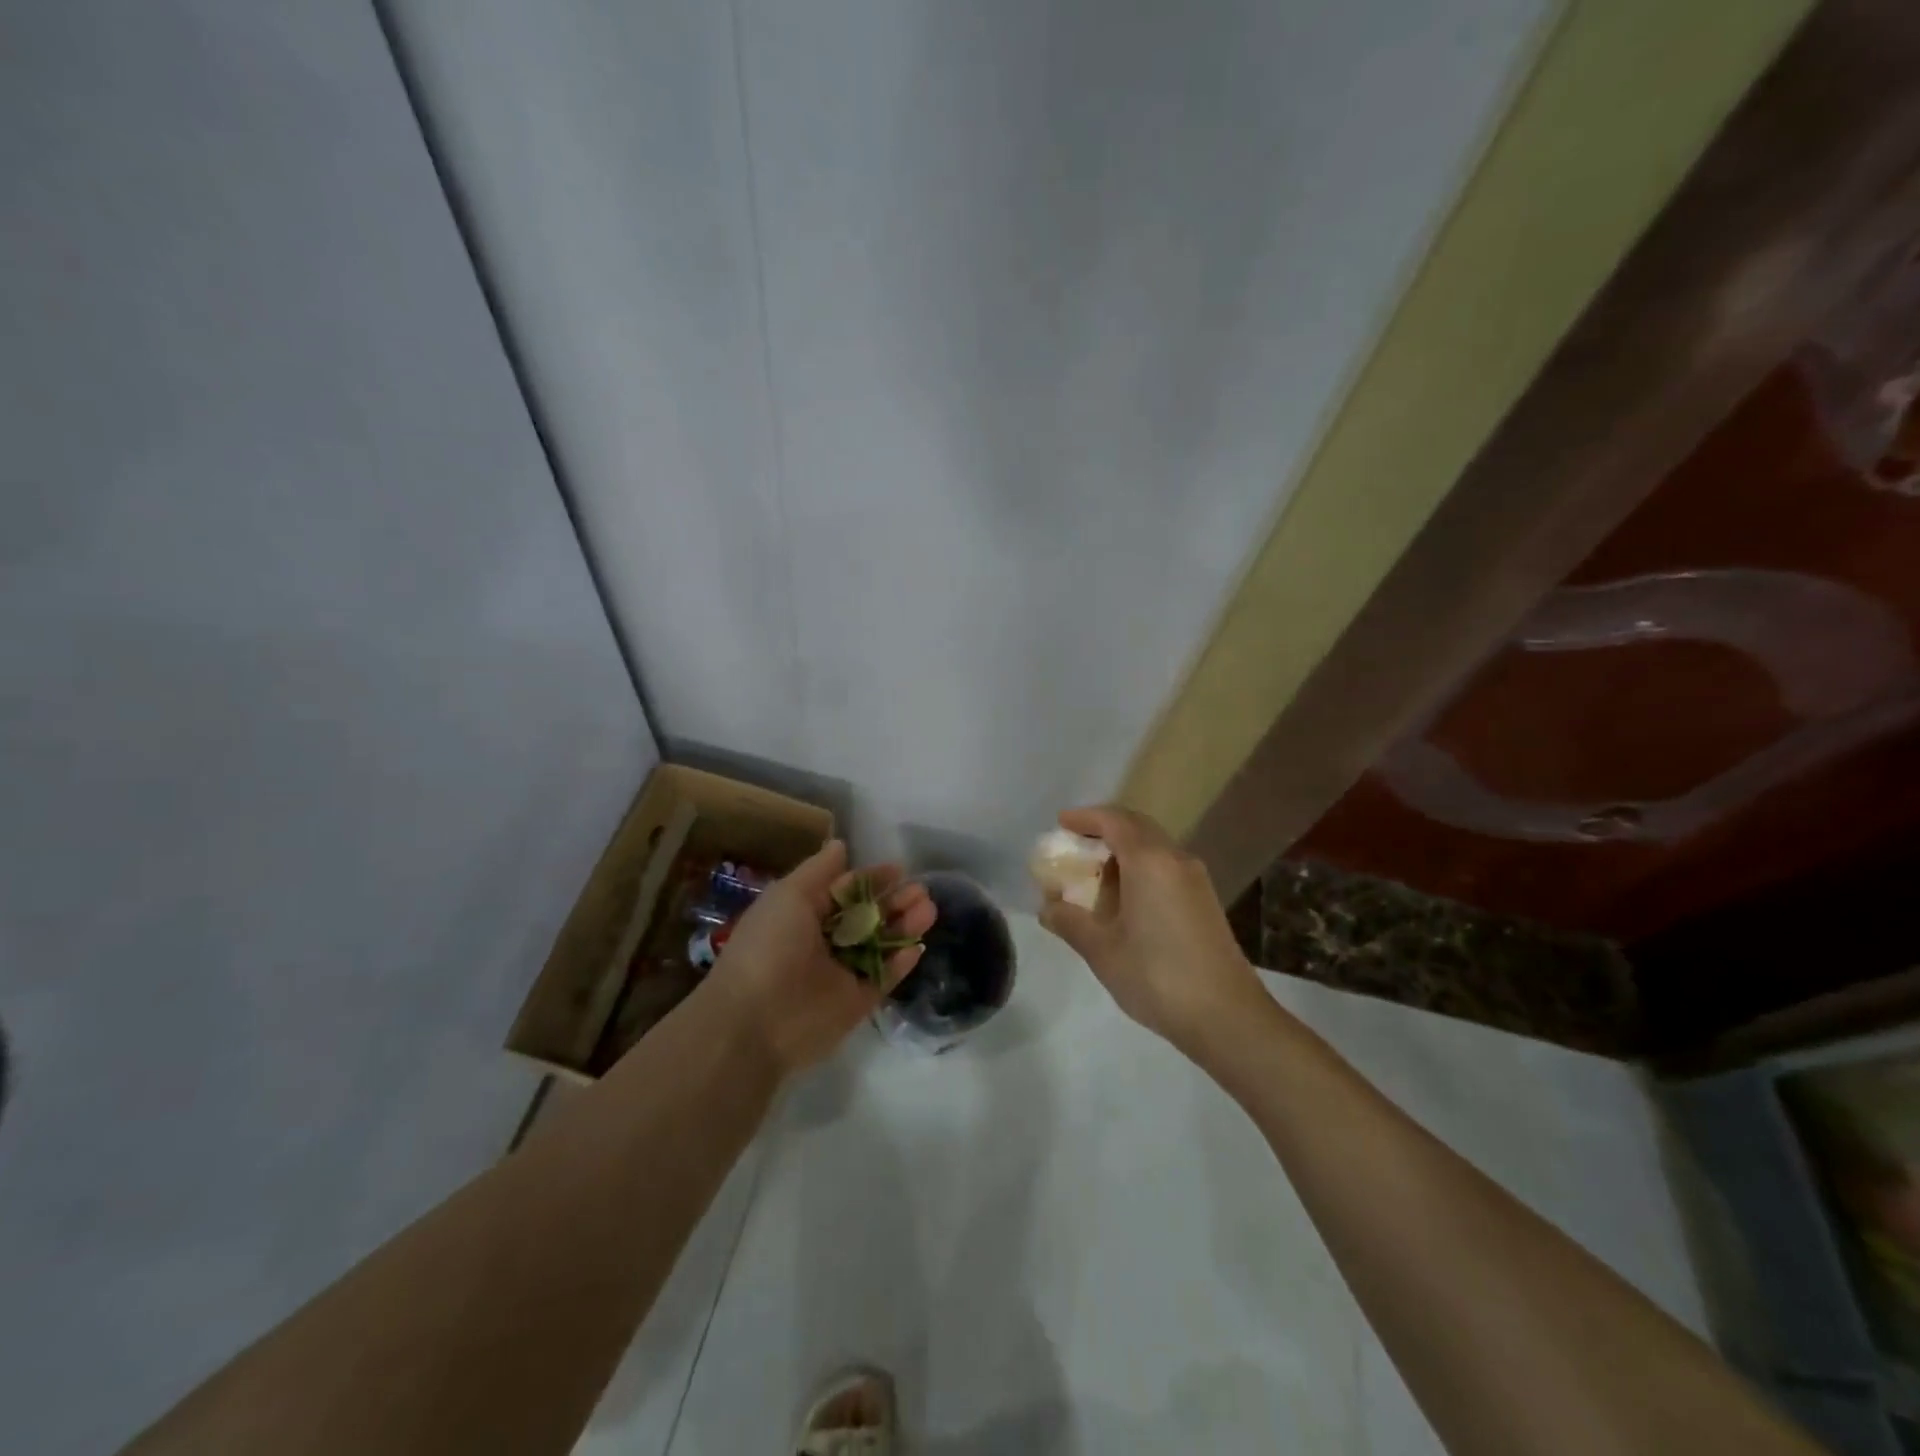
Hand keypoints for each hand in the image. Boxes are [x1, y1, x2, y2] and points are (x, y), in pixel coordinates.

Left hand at [707, 840, 934, 1078]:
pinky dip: (901, 963)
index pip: (843, 891)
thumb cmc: (769, 946)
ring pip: (880, 945)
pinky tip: (918, 946)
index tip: (898, 869)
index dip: (869, 878)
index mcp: (802, 914)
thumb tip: (841, 844)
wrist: (756, 1020)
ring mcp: (841, 973)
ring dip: (903, 926)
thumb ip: (819, 870)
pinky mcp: (856, 1003)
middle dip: (894, 901)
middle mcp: (822, 941)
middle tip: (921, 891)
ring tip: (928, 910)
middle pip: (866, 916)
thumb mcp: (788, 895)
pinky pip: (883, 978)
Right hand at [1039, 806, 1263, 1047]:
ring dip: (1123, 850)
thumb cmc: (1156, 976)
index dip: (1085, 818)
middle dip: (1104, 829)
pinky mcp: (1204, 901)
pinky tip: (1125, 899)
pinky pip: (1166, 867)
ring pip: (1154, 847)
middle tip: (1074, 843)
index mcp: (1149, 861)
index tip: (1060, 823)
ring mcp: (1195, 880)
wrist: (1227, 1016)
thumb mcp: (1102, 950)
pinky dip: (1140, 868)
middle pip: (1136, 827)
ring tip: (1094, 873)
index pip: (1114, 821)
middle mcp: (1175, 859)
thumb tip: (1047, 908)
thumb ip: (1070, 922)